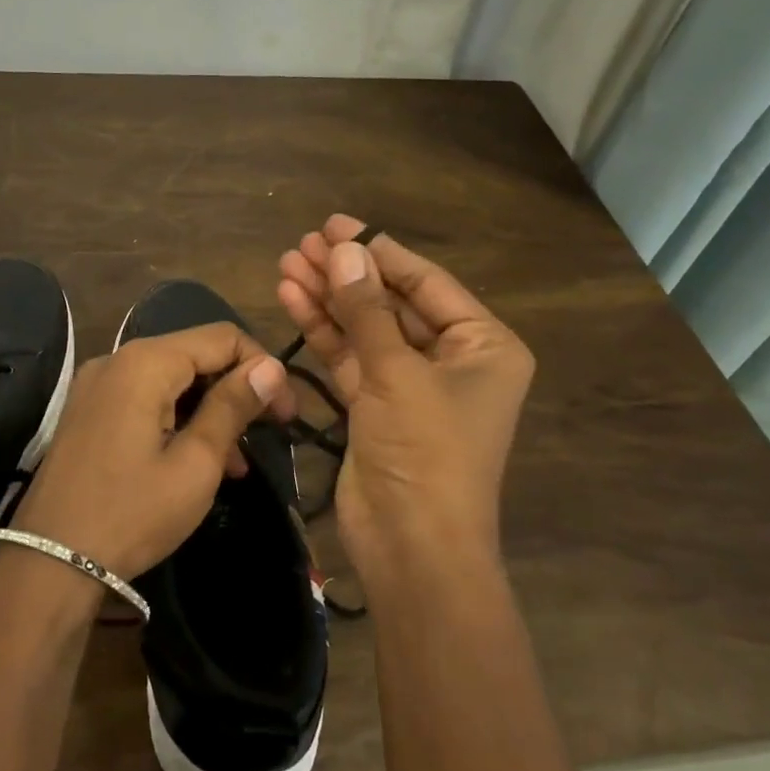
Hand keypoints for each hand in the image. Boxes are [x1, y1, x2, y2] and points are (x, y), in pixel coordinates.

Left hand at [11, 322, 294, 583]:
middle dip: (236, 389)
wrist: (49, 562)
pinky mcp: (88, 411)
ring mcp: (97, 385)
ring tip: (237, 461)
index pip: (223, 337)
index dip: (263, 368)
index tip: (286, 414)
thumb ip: (232, 407)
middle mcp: (117, 359)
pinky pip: (145, 399)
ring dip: (209, 409)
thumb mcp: (195, 464)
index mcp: (145, 362)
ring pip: (172, 379)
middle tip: (268, 434)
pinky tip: (198, 458)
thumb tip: (270, 366)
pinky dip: (178, 418)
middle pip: (195, 354)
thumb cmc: (132, 513)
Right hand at [277, 215, 533, 586]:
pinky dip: (322, 333)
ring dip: (327, 299)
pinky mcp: (376, 408)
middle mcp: (451, 360)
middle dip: (346, 275)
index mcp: (483, 345)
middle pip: (391, 303)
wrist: (412, 546)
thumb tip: (342, 249)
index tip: (335, 224)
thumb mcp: (397, 373)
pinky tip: (291, 300)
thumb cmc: (426, 451)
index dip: (379, 250)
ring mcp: (410, 385)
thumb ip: (366, 309)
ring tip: (286, 264)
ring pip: (365, 330)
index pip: (426, 282)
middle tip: (302, 243)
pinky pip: (349, 359)